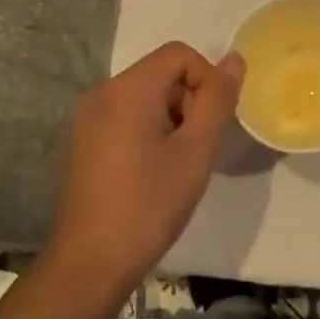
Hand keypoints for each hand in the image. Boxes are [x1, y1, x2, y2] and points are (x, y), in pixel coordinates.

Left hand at [49, 42, 245, 290]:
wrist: (90, 264)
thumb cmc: (149, 204)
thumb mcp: (195, 150)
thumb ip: (217, 99)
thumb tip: (234, 59)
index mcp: (127, 89)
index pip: (179, 54)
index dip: (207, 80)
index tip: (212, 124)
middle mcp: (103, 93)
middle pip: (162, 73)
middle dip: (189, 101)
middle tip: (196, 149)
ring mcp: (89, 118)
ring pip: (147, 97)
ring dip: (172, 119)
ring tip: (177, 164)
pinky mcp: (85, 142)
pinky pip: (128, 116)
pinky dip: (150, 131)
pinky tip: (154, 172)